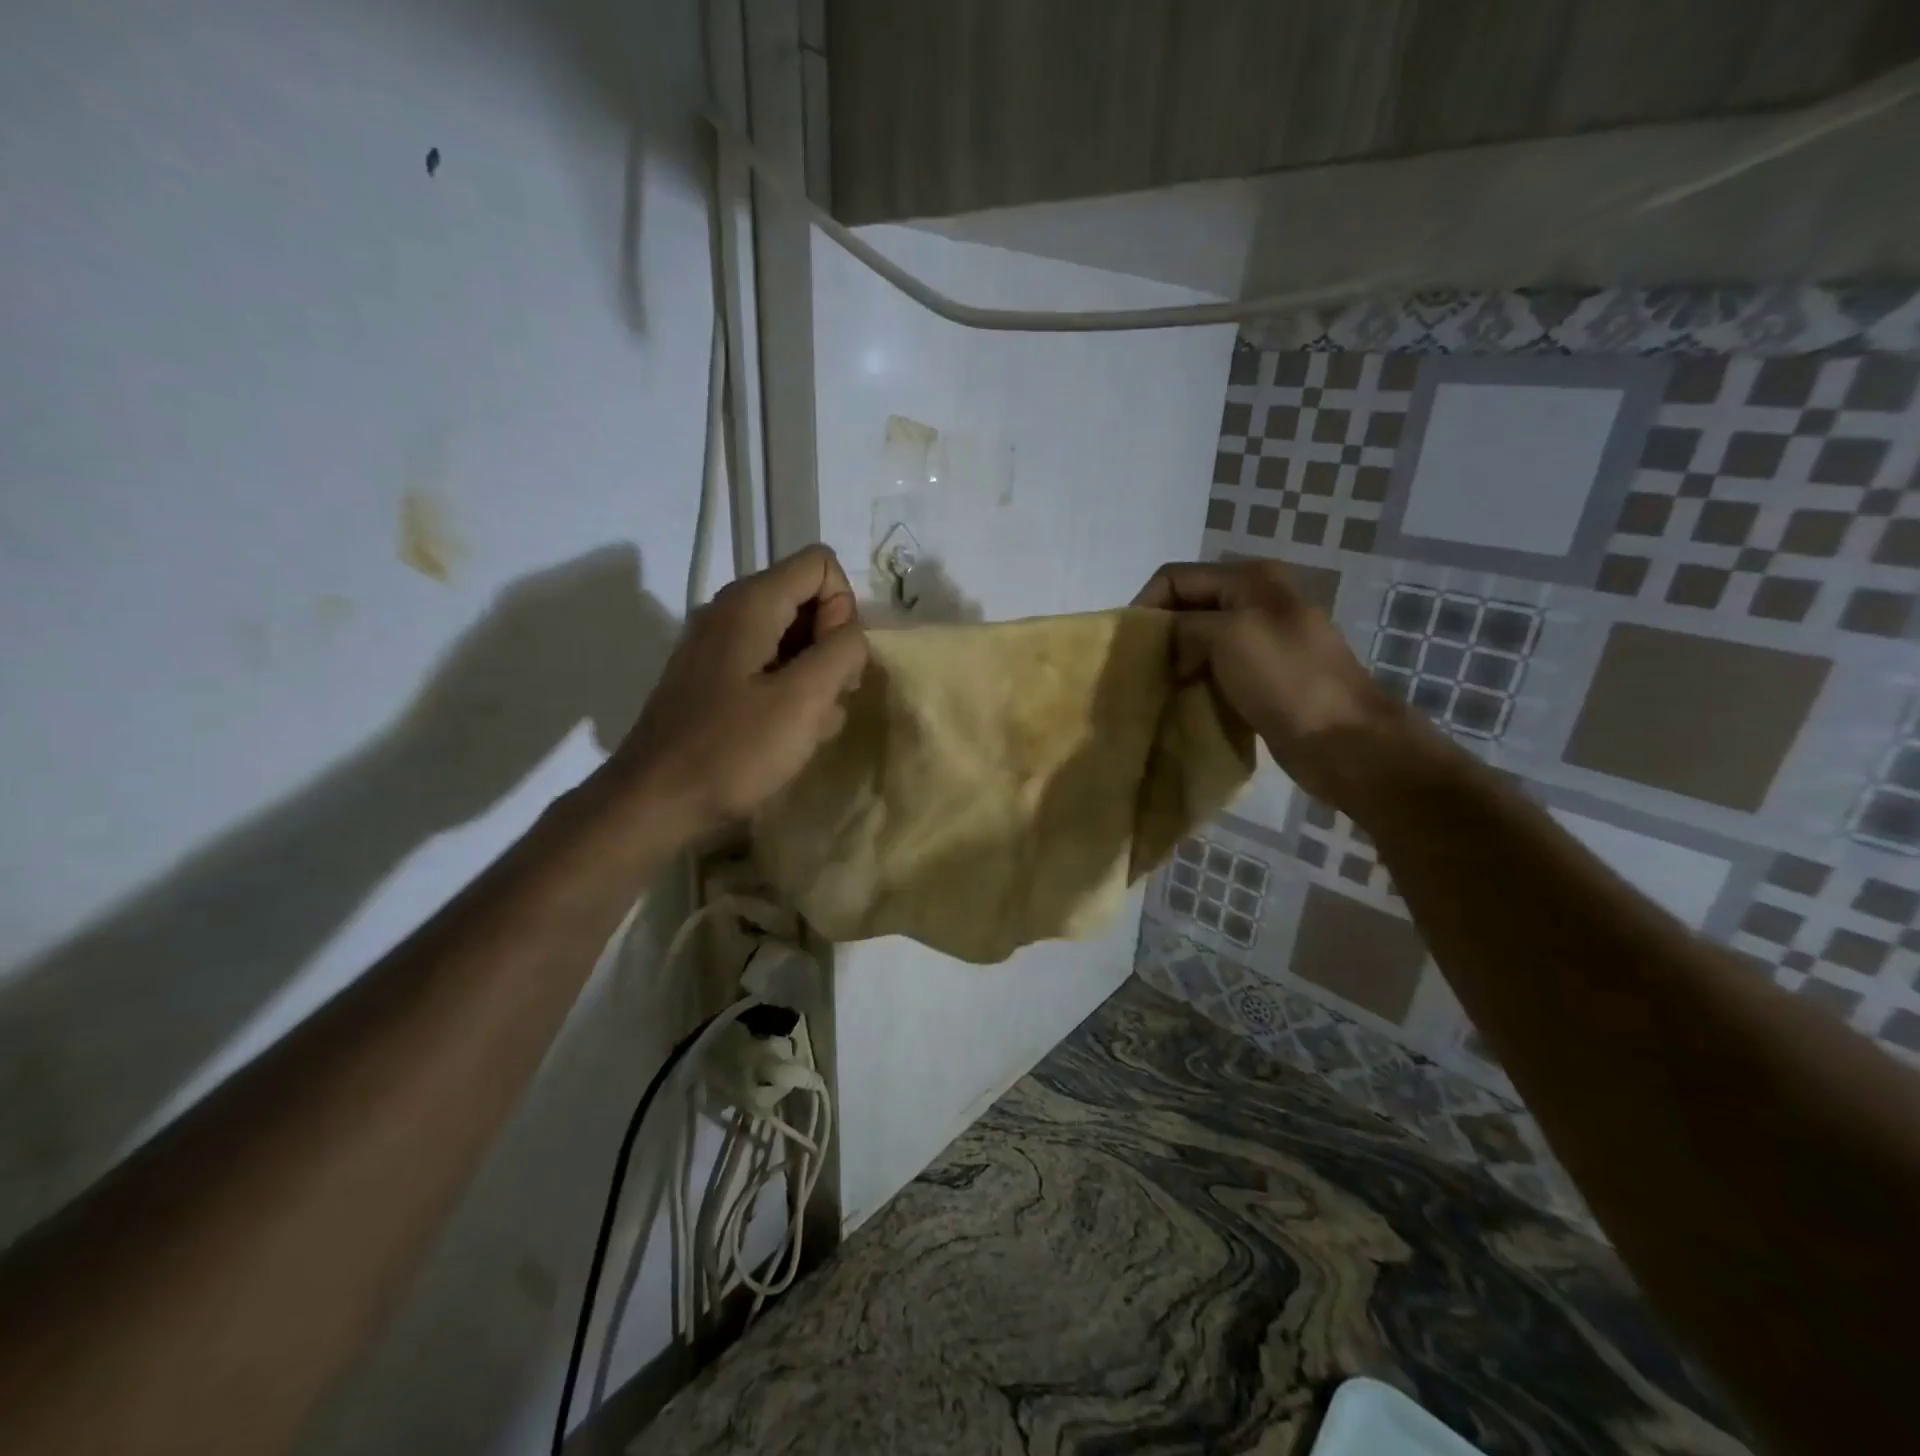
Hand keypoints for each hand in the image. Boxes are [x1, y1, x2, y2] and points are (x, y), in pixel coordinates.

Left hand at [607, 546, 867, 835]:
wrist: (654, 801)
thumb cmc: (732, 750)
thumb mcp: (804, 700)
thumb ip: (842, 651)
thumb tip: (850, 632)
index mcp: (750, 602)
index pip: (821, 565)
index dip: (842, 610)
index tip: (830, 666)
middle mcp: (729, 610)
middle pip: (806, 599)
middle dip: (830, 646)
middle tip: (825, 700)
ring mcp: (716, 644)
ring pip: (790, 636)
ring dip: (812, 675)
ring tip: (804, 724)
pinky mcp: (711, 677)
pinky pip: (766, 664)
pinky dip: (787, 689)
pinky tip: (783, 731)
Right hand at [1133, 559, 1406, 802]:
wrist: (1343, 740)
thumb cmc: (1285, 679)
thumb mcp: (1228, 635)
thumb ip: (1184, 626)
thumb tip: (1167, 642)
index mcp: (1250, 579)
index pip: (1175, 578)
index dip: (1145, 606)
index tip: (1126, 647)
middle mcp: (1254, 601)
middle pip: (1186, 607)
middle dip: (1159, 634)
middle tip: (1136, 670)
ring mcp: (1260, 640)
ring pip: (1198, 641)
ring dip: (1174, 661)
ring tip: (1154, 688)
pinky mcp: (1262, 676)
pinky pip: (1214, 669)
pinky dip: (1193, 681)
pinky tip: (1180, 700)